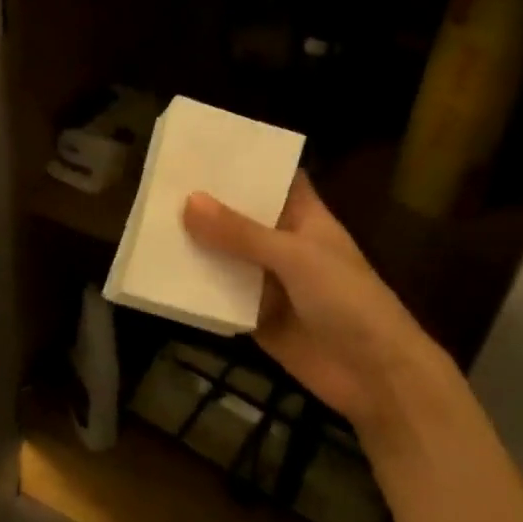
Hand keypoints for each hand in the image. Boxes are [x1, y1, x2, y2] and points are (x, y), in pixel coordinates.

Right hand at [183, 173, 470, 457]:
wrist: (374, 375)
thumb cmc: (347, 300)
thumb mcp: (295, 257)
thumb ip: (241, 233)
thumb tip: (188, 200)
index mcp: (305, 218)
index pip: (274, 179)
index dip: (244, 163)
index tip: (202, 146)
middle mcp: (284, 245)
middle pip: (241, 218)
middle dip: (206, 204)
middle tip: (159, 181)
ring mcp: (268, 283)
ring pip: (226, 257)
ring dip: (195, 246)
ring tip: (148, 221)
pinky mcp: (255, 318)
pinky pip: (220, 298)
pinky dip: (196, 290)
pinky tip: (159, 275)